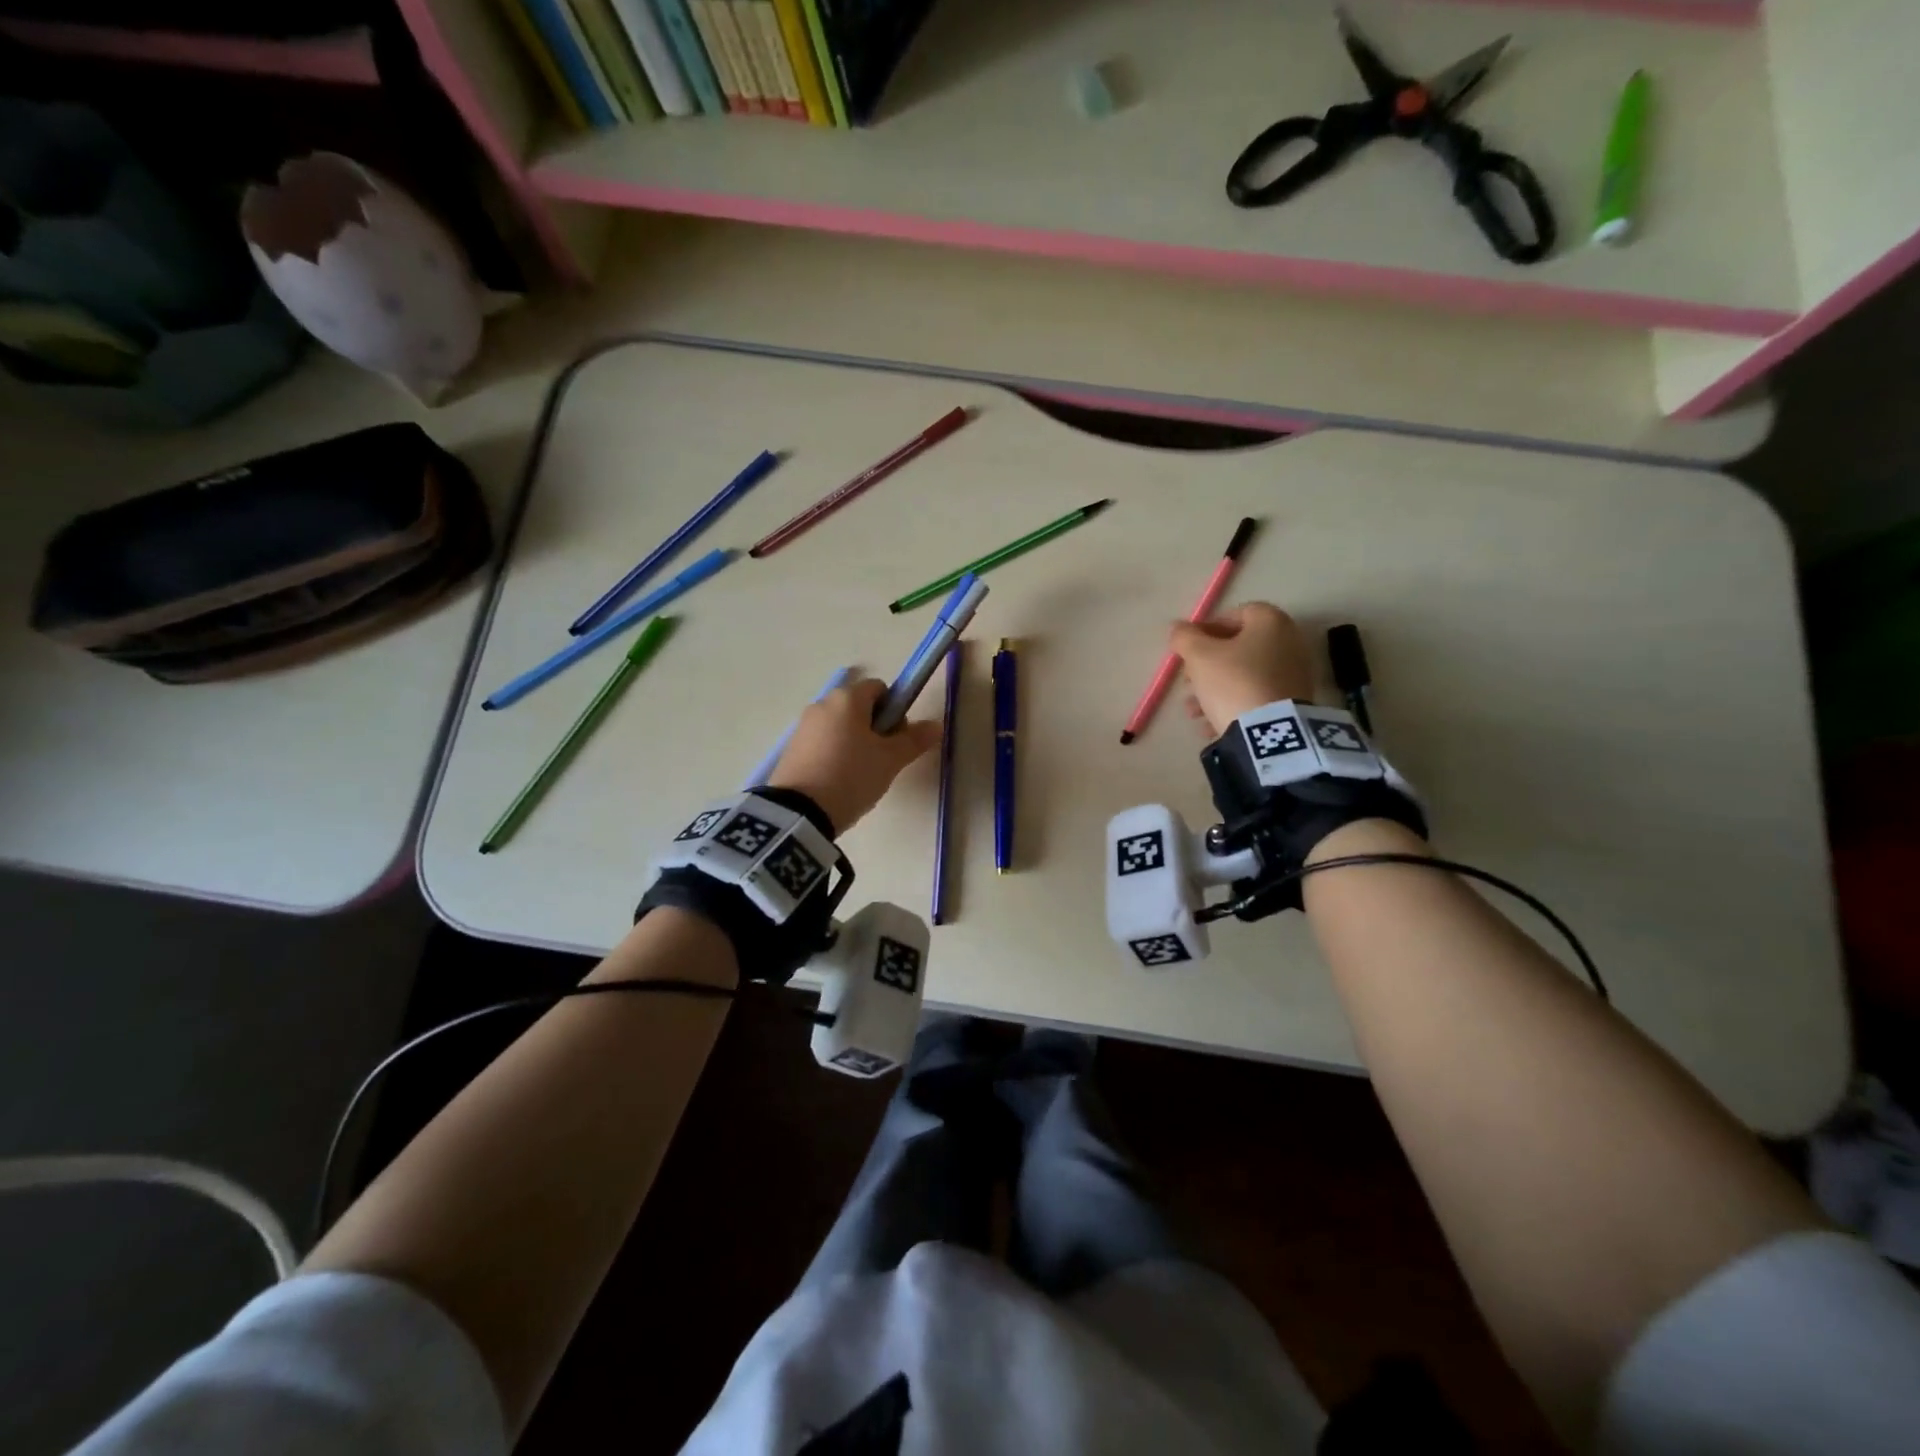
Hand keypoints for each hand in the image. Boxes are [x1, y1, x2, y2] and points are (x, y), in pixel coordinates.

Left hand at [768, 678, 941, 834]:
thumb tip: (936, 725)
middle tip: (883, 760)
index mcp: (848, 698)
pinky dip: (835, 755)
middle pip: (858, 707)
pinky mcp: (791, 749)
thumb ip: (914, 740)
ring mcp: (803, 726)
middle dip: (875, 728)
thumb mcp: (890, 760)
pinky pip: (823, 743)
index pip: (879, 688)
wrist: (799, 812)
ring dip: (855, 742)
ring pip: (840, 726)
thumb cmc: (852, 776)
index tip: (897, 738)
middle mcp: (822, 704)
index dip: (895, 709)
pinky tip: (839, 782)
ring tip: (861, 775)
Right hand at [1168, 603, 1316, 734]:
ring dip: (1214, 688)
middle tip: (1187, 681)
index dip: (1206, 628)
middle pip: (1239, 647)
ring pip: (1244, 675)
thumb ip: (1184, 637)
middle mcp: (1289, 642)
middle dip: (1207, 664)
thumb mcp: (1199, 656)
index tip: (1187, 648)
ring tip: (1193, 710)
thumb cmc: (1233, 682)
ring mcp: (1293, 674)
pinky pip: (1256, 696)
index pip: (1235, 613)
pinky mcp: (1292, 703)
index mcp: (1271, 622)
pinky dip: (1233, 705)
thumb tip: (1178, 629)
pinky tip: (1211, 724)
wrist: (1269, 732)